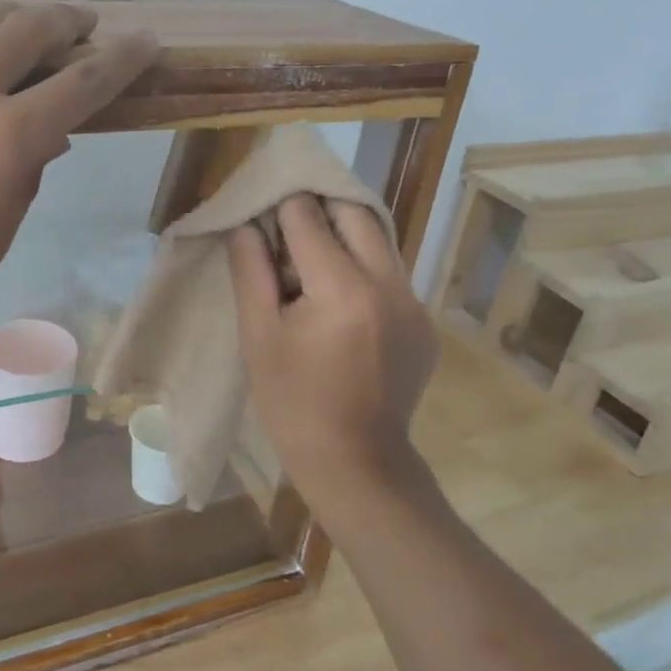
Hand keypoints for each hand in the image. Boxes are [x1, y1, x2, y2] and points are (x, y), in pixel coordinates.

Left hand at [0, 4, 157, 369]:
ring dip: (2, 20)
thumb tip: (45, 134)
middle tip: (76, 25)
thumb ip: (23, 178)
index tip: (144, 40)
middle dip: (64, 22)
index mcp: (6, 142)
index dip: (122, 58)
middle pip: (27, 29)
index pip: (83, 83)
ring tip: (9, 32)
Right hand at [228, 195, 438, 512]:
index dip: (280, 208)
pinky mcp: (425, 322)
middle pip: (354, 212)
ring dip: (344, 236)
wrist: (355, 461)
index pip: (308, 216)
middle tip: (287, 228)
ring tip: (310, 263)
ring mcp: (414, 303)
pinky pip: (392, 274)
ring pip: (378, 239)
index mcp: (342, 288)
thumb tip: (246, 223)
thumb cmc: (292, 403)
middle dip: (318, 209)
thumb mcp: (258, 336)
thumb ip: (251, 269)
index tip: (262, 212)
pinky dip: (363, 269)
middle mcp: (388, 284)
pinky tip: (339, 301)